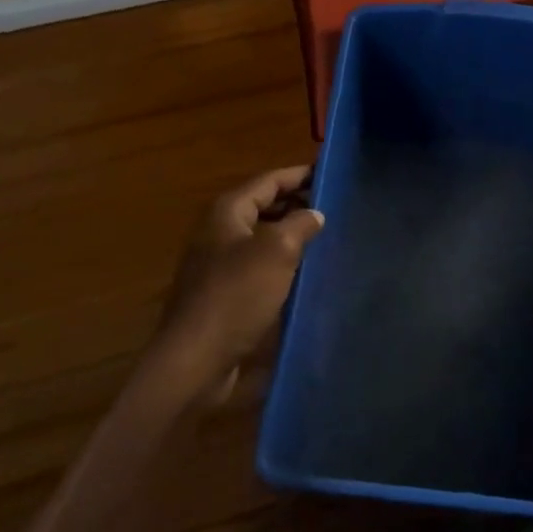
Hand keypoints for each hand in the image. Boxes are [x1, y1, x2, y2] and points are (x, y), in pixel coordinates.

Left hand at [153, 167, 324, 403]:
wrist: (196, 358)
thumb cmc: (236, 295)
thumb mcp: (277, 251)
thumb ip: (300, 224)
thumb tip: (315, 213)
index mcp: (228, 211)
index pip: (269, 180)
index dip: (300, 174)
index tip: (332, 173)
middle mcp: (219, 230)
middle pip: (264, 205)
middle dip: (297, 202)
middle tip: (336, 205)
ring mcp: (218, 262)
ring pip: (262, 236)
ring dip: (291, 233)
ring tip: (327, 235)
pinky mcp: (223, 291)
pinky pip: (258, 264)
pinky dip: (281, 261)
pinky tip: (305, 271)